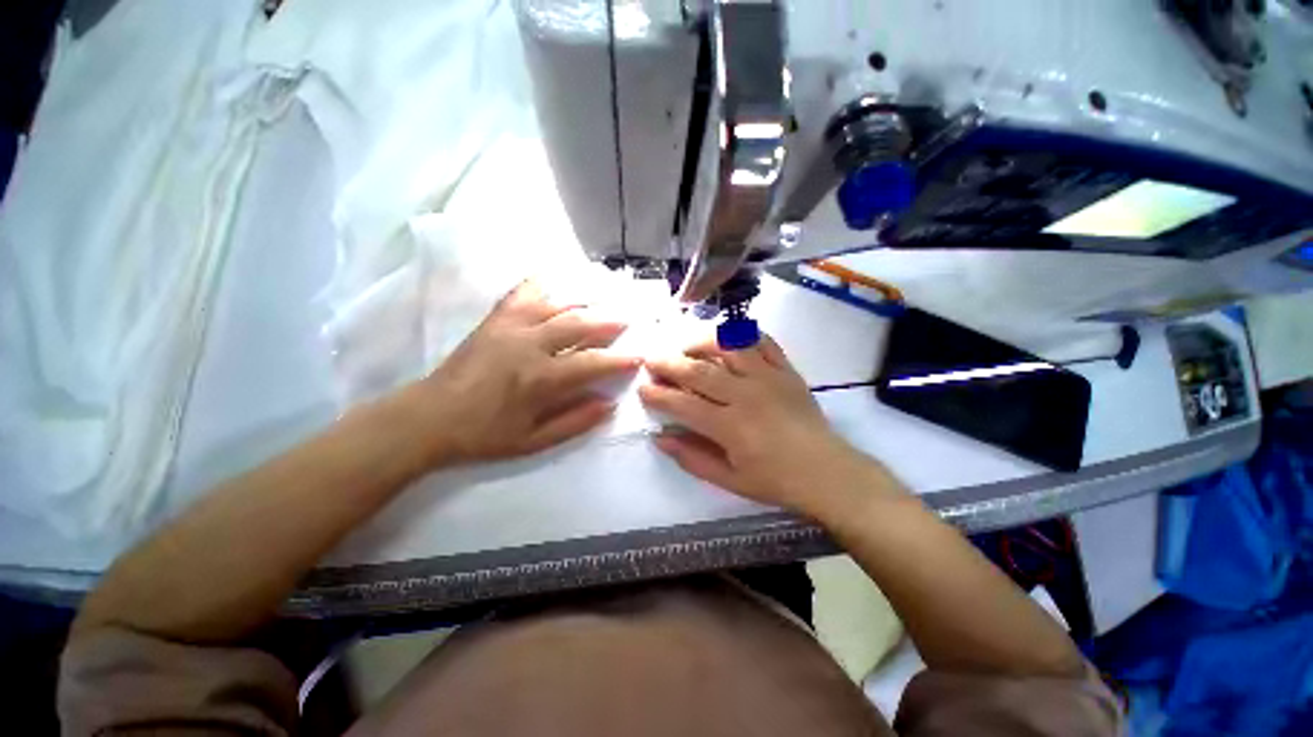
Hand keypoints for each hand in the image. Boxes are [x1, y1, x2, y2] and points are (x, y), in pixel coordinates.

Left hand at [404, 281, 639, 465]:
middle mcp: (529, 346)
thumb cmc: (484, 434)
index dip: (619, 360)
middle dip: (609, 321)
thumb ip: (574, 422)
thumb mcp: (533, 441)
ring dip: (585, 300)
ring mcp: (510, 327)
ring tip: (605, 296)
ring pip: (556, 304)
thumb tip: (609, 404)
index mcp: (540, 379)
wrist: (429, 417)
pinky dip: (542, 283)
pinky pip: (522, 293)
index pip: (591, 363)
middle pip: (579, 324)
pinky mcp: (494, 320)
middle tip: (628, 319)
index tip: (639, 356)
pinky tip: (556, 276)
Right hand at [639, 334, 893, 516]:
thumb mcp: (730, 480)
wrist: (827, 472)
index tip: (643, 388)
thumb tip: (660, 438)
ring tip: (686, 345)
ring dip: (701, 342)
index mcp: (730, 426)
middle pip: (699, 371)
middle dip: (669, 364)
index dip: (659, 395)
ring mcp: (768, 377)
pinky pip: (762, 342)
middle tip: (651, 360)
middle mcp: (746, 395)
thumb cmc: (776, 480)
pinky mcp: (786, 370)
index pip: (684, 404)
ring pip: (728, 347)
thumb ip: (692, 458)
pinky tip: (728, 338)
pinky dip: (743, 334)